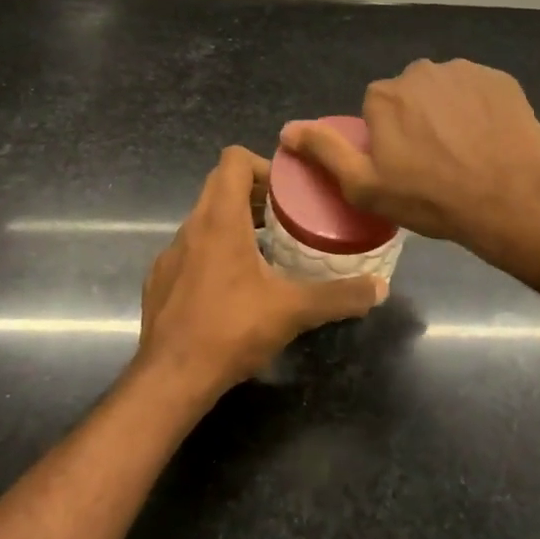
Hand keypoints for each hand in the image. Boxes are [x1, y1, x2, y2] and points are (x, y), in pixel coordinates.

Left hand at [135, 146, 386, 397]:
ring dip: (235, 224)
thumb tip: (379, 288)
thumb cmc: (231, 330)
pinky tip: (234, 288)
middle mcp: (190, 227)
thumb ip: (339, 296)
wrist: (171, 378)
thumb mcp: (293, 311)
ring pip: (205, 219)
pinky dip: (214, 253)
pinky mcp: (160, 280)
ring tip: (267, 251)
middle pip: (220, 185)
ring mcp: (171, 254)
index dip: (263, 165)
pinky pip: (191, 250)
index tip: (289, 190)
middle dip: (255, 194)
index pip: (233, 160)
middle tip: (287, 218)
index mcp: (220, 220)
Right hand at [280, 59, 539, 250]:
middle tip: (435, 162)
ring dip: (449, 112)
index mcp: (385, 96)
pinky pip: (479, 91)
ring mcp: (465, 72)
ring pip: (445, 90)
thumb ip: (325, 152)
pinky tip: (490, 139)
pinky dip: (480, 109)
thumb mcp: (365, 186)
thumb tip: (287, 130)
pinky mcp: (501, 79)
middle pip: (410, 95)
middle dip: (417, 120)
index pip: (376, 109)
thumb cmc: (432, 198)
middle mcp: (421, 72)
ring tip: (466, 152)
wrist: (511, 197)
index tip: (404, 166)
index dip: (387, 138)